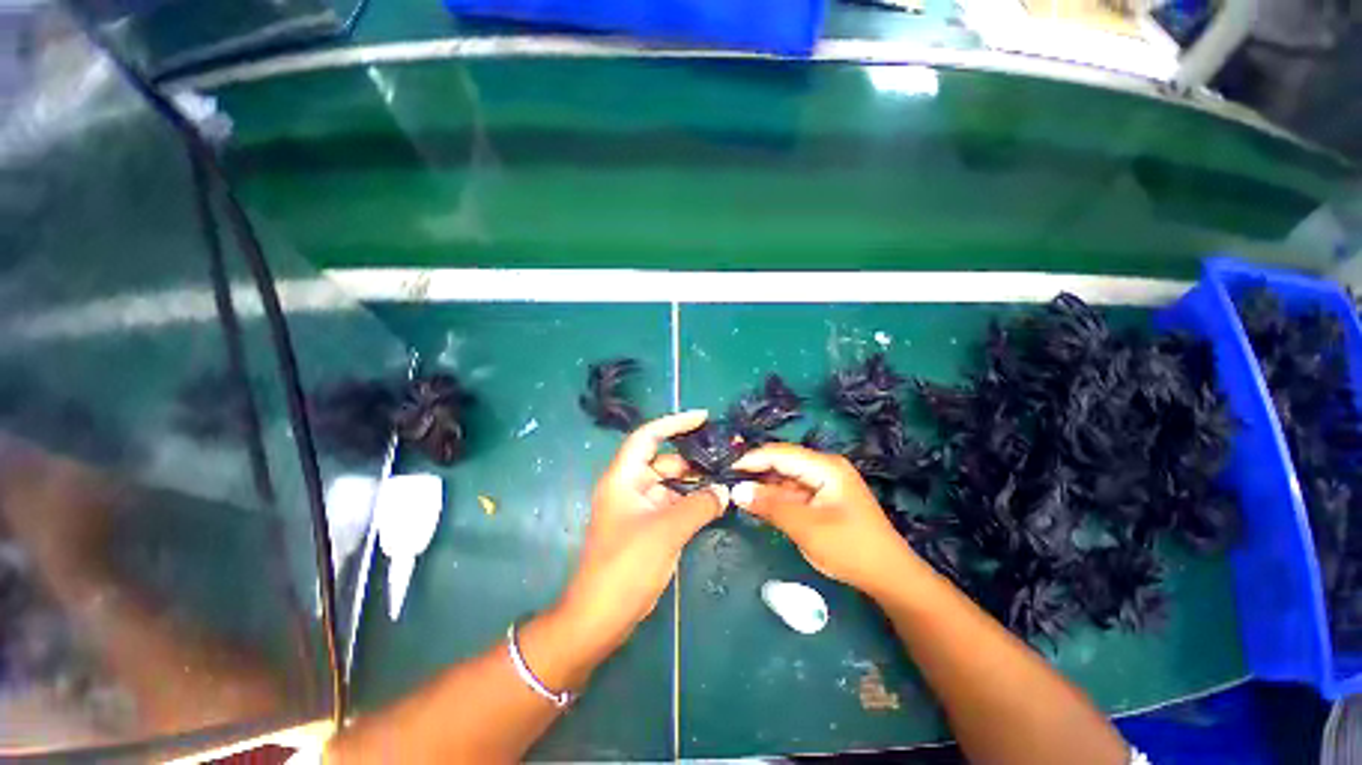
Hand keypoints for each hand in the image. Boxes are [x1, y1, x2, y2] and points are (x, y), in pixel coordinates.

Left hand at [537, 411, 725, 683]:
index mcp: (624, 477)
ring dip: (695, 481)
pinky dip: (691, 500)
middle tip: (725, 455)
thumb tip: (725, 491)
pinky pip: (672, 503)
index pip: (648, 436)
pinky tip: (714, 502)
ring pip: (670, 483)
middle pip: (663, 460)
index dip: (674, 422)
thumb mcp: (667, 530)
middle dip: (692, 457)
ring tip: (726, 477)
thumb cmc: (626, 566)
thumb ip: (700, 505)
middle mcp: (630, 486)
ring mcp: (639, 507)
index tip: (702, 417)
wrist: (600, 616)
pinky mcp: (647, 525)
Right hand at [730, 443, 924, 596]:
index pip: (780, 454)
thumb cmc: (851, 549)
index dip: (752, 459)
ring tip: (738, 494)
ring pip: (786, 477)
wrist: (890, 578)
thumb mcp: (806, 528)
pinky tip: (760, 504)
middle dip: (756, 472)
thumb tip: (736, 491)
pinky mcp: (823, 497)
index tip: (726, 470)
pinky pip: (794, 491)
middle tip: (728, 483)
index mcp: (825, 466)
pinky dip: (776, 497)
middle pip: (783, 462)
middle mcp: (825, 467)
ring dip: (765, 486)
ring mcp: (825, 482)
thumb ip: (770, 506)